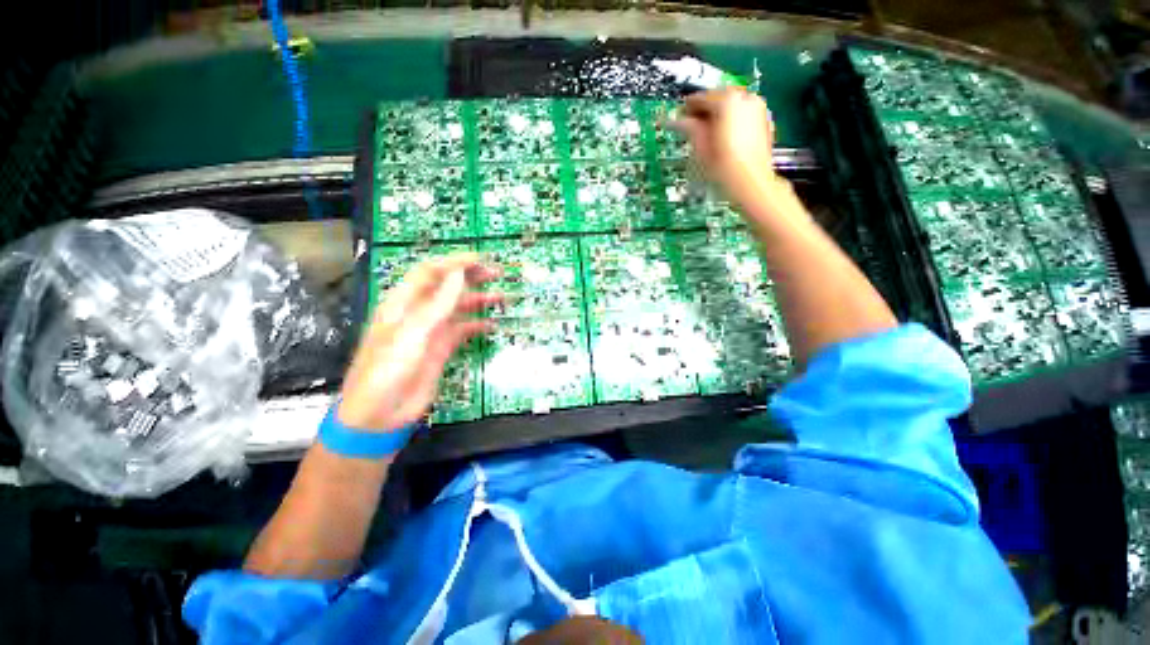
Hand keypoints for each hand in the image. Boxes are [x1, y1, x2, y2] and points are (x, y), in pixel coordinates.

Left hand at [337, 253, 501, 430]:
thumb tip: (458, 275)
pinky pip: (463, 330)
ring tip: (502, 297)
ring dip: (479, 300)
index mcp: (403, 303)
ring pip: (458, 308)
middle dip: (471, 277)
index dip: (454, 262)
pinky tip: (492, 324)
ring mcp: (431, 331)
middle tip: (497, 273)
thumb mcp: (410, 335)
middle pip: (447, 287)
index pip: (430, 272)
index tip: (480, 259)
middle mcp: (418, 313)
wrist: (380, 415)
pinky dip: (478, 325)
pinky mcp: (441, 349)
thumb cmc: (387, 371)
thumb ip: (436, 305)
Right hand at [673, 88, 780, 207]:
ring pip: (733, 105)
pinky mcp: (764, 121)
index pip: (702, 98)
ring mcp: (758, 108)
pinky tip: (724, 135)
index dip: (688, 107)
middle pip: (720, 98)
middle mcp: (746, 98)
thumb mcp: (701, 146)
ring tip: (708, 131)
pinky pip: (744, 114)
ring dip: (719, 114)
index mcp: (728, 101)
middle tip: (692, 123)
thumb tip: (680, 121)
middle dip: (706, 110)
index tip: (680, 115)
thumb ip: (690, 128)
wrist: (751, 181)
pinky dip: (732, 120)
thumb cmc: (724, 166)